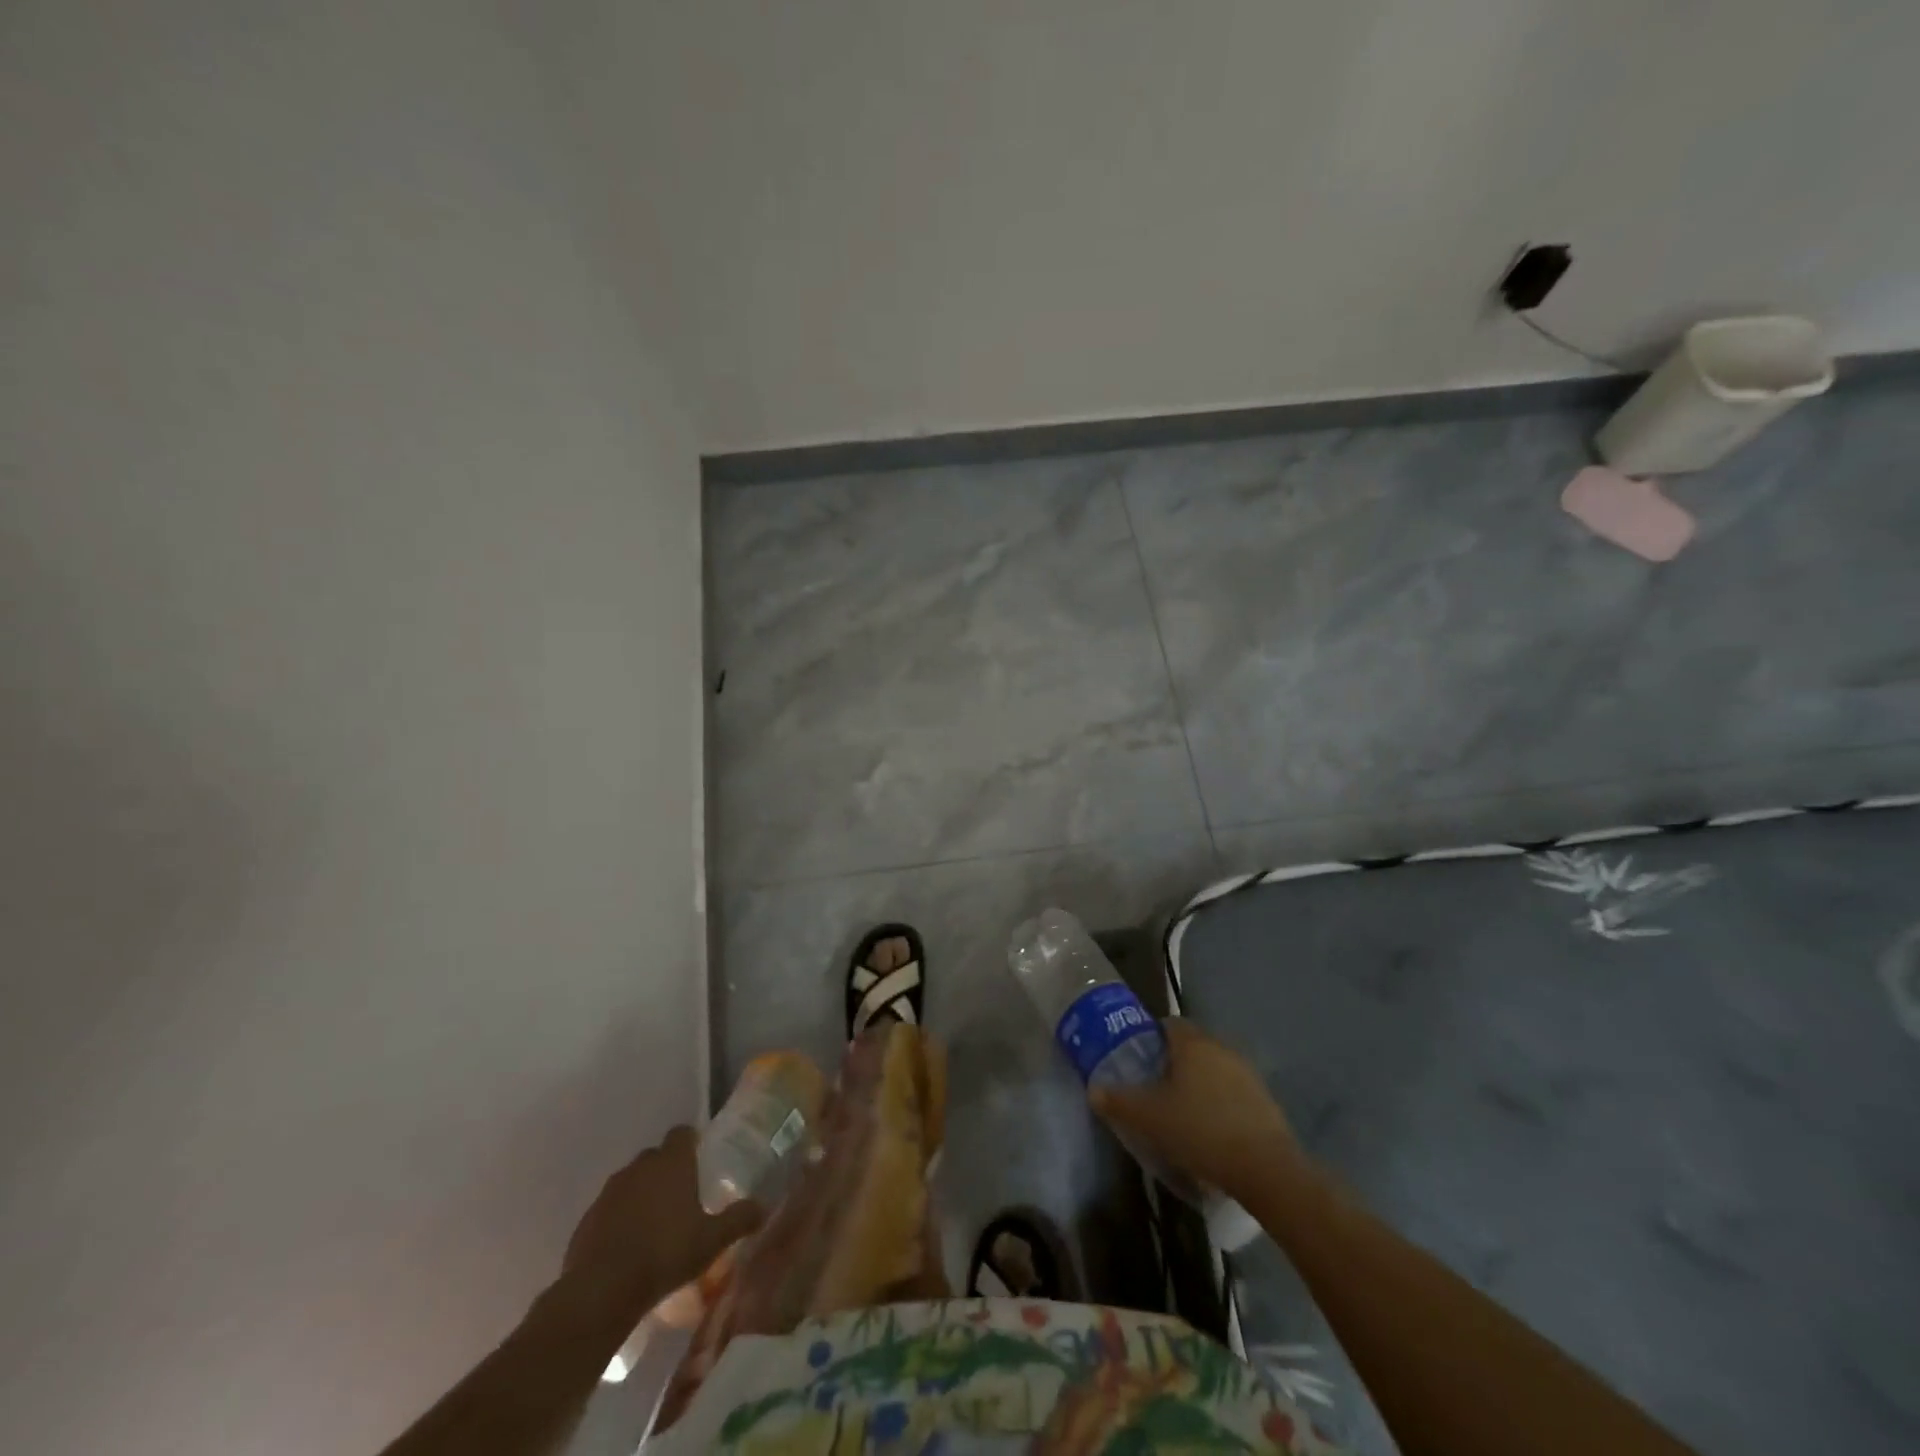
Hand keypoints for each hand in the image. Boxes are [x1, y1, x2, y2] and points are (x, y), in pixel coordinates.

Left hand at [558, 1126, 762, 1325]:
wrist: (601, 1290)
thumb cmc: (665, 1253)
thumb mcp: (712, 1240)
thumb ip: (738, 1220)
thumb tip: (763, 1207)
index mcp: (671, 1162)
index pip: (682, 1133)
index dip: (691, 1143)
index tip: (700, 1160)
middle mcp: (640, 1166)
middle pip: (656, 1156)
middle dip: (667, 1171)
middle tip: (682, 1197)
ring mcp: (610, 1191)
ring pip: (631, 1182)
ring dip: (642, 1195)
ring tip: (655, 1225)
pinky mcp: (587, 1218)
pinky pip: (610, 1208)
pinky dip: (620, 1218)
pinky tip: (629, 1246)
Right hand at [1091, 1019, 1305, 1205]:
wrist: (1266, 1169)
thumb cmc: (1200, 1130)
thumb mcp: (1149, 1118)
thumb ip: (1118, 1102)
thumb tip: (1093, 1090)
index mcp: (1193, 1044)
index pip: (1168, 1024)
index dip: (1150, 1038)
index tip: (1138, 1060)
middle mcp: (1221, 1048)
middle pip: (1191, 1046)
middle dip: (1173, 1062)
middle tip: (1154, 1088)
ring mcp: (1247, 1073)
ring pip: (1214, 1069)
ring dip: (1198, 1083)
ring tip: (1181, 1112)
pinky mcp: (1265, 1100)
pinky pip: (1233, 1092)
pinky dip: (1219, 1103)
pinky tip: (1210, 1130)